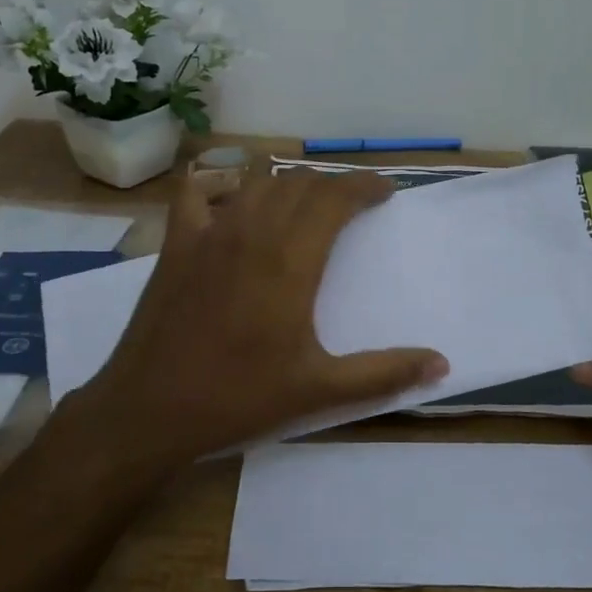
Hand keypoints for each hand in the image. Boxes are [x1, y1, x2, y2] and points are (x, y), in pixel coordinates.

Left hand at [60, 169, 447, 466]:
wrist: (149, 409)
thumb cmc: (238, 397)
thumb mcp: (319, 390)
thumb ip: (384, 373)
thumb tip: (441, 364)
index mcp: (291, 260)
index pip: (334, 199)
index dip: (363, 186)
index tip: (384, 191)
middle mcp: (252, 232)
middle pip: (300, 183)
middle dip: (332, 185)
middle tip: (352, 203)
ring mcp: (209, 232)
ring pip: (256, 181)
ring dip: (287, 182)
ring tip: (304, 202)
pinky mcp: (176, 244)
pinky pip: (197, 192)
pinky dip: (219, 185)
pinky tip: (230, 200)